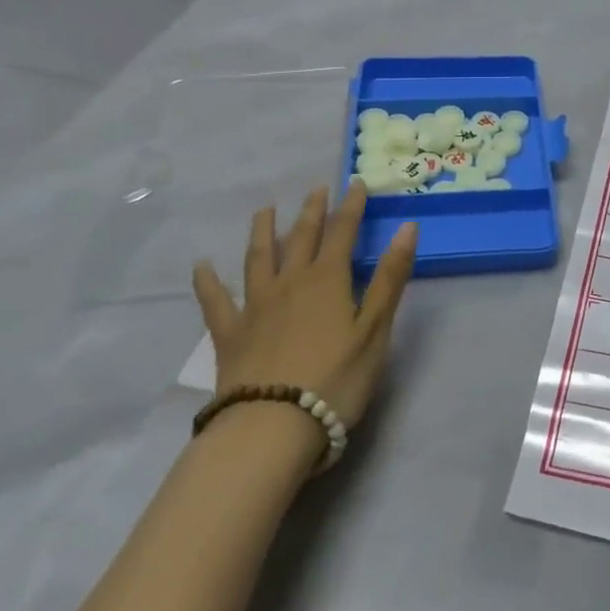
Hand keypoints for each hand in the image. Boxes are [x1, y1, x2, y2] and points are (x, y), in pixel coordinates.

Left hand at [191, 179, 416, 426]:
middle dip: (311, 212)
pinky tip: (203, 267)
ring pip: (258, 259)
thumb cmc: (336, 379)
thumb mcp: (376, 329)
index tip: (356, 183)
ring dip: (262, 232)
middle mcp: (290, 282)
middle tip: (315, 190)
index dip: (351, 207)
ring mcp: (255, 307)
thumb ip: (390, 277)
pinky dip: (208, 282)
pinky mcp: (230, 335)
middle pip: (301, 238)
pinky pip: (215, 302)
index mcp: (328, 280)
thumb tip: (407, 227)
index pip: (343, 233)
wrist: (272, 427)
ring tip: (265, 211)